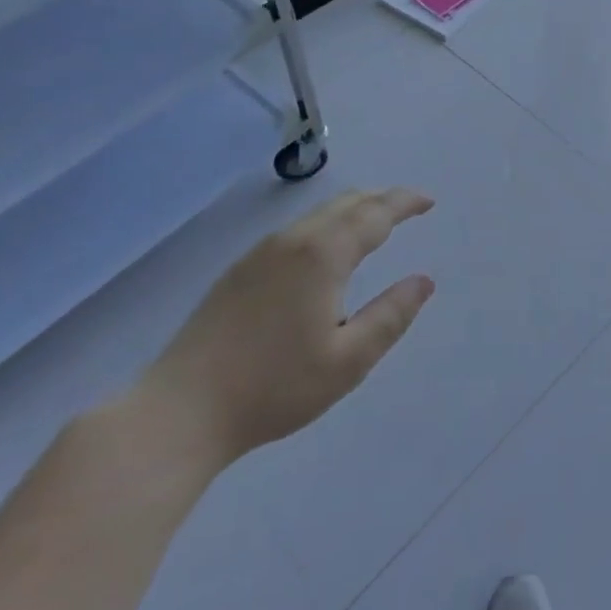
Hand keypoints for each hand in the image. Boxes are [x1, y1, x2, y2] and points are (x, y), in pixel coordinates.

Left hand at [135, 189, 436, 468]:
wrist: (182, 409)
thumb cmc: (274, 387)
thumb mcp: (348, 361)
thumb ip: (391, 315)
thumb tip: (423, 281)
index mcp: (323, 255)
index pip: (375, 213)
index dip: (405, 203)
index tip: (429, 202)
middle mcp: (293, 240)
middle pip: (346, 203)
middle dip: (381, 200)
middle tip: (408, 209)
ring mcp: (261, 252)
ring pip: (318, 214)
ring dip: (353, 211)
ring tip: (375, 225)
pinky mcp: (240, 269)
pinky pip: (297, 230)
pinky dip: (327, 225)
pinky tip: (327, 251)